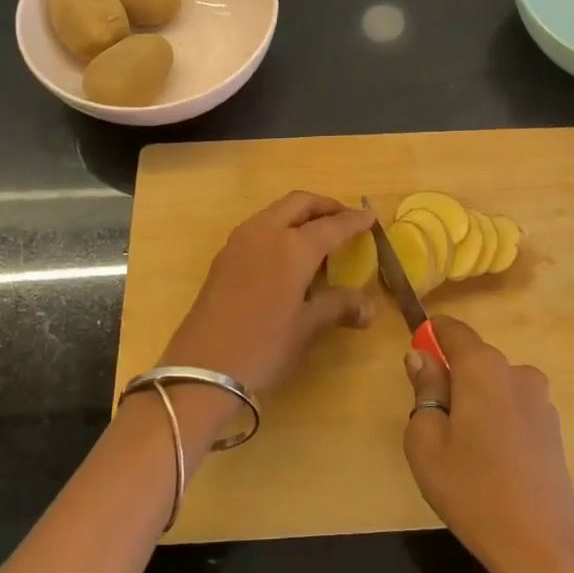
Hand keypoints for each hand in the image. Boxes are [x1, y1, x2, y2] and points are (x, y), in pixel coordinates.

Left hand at [156, 192, 376, 442]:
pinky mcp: (224, 257)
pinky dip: (281, 228)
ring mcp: (240, 242)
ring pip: (276, 212)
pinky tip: (289, 255)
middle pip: (300, 203)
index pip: (332, 225)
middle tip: (345, 220)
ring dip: (301, 215)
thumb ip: (338, 307)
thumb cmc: (263, 346)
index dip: (354, 221)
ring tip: (320, 236)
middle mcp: (266, 233)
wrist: (202, 368)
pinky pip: (260, 228)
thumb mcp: (307, 327)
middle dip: (326, 206)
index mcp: (293, 247)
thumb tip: (368, 307)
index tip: (371, 218)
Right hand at [403, 316, 573, 572]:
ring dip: (475, 403)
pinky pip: (512, 409)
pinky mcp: (553, 428)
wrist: (540, 545)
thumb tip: (421, 357)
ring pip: (493, 386)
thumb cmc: (471, 489)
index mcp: (482, 366)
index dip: (430, 335)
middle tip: (432, 423)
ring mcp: (540, 400)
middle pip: (474, 360)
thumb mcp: (426, 440)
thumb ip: (424, 389)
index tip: (414, 356)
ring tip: (462, 452)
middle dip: (451, 379)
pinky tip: (490, 464)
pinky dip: (496, 422)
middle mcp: (516, 371)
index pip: (452, 330)